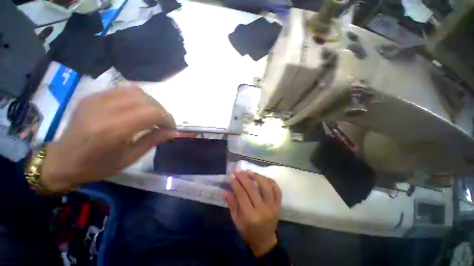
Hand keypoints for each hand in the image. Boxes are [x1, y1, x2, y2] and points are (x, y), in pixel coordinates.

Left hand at [41, 83, 175, 191]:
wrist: (63, 160)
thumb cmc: (97, 165)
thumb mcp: (130, 158)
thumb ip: (153, 140)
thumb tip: (172, 131)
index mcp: (113, 130)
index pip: (152, 113)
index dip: (168, 119)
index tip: (172, 128)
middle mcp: (105, 109)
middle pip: (147, 101)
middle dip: (162, 112)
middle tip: (164, 123)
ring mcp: (96, 99)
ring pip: (136, 91)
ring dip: (151, 103)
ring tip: (153, 115)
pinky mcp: (93, 96)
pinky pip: (123, 90)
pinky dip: (138, 98)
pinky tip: (138, 108)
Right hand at [224, 170, 281, 256]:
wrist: (265, 240)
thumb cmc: (248, 231)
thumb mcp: (236, 220)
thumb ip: (231, 204)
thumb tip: (225, 190)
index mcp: (251, 217)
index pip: (242, 195)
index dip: (236, 184)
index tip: (231, 176)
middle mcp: (263, 210)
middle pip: (253, 188)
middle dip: (244, 177)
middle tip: (238, 170)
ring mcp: (273, 206)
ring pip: (266, 186)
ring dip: (257, 176)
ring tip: (249, 171)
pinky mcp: (279, 204)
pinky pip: (277, 189)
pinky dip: (270, 180)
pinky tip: (262, 177)